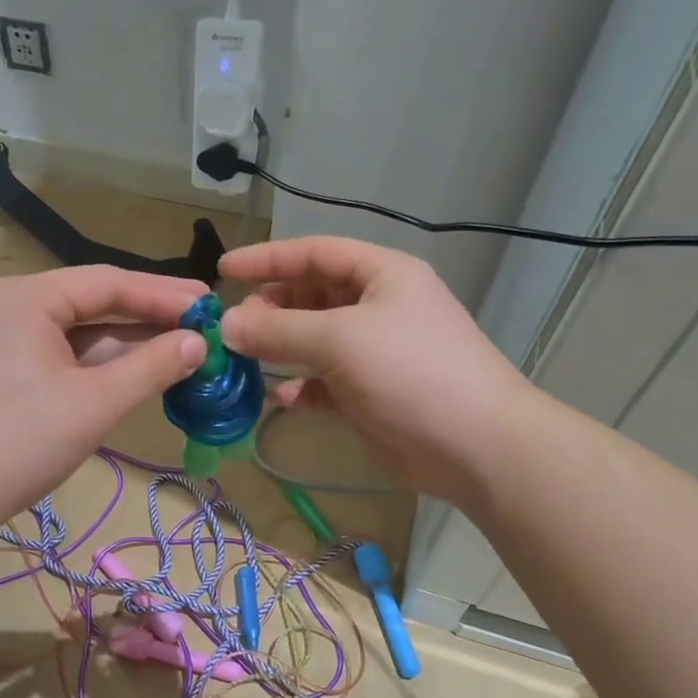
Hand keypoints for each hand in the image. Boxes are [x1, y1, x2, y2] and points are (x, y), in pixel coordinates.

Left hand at [0, 266, 205, 518]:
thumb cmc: (22, 440)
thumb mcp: (96, 402)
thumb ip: (152, 367)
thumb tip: (199, 344)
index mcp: (30, 298)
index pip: (110, 283)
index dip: (164, 294)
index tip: (210, 304)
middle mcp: (17, 307)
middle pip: (96, 303)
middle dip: (151, 316)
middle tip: (205, 324)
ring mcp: (11, 340)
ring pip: (84, 332)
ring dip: (132, 342)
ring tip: (186, 347)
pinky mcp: (12, 371)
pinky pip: (69, 356)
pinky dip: (106, 364)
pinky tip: (144, 370)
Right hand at [219, 237, 524, 499]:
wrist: (474, 444)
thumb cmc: (410, 372)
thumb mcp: (340, 340)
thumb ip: (279, 330)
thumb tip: (226, 326)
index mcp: (382, 275)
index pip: (315, 253)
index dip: (268, 259)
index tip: (222, 271)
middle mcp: (378, 307)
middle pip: (312, 296)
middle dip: (271, 308)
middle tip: (234, 326)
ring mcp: (375, 352)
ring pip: (315, 341)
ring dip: (281, 348)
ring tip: (246, 358)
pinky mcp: (371, 394)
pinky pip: (325, 382)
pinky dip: (302, 387)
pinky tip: (283, 398)